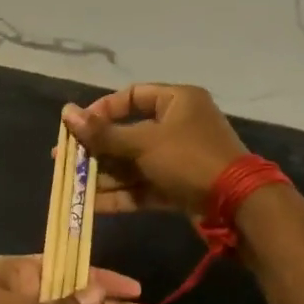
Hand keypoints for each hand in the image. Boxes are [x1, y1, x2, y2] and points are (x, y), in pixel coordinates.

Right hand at [61, 84, 246, 218]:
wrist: (238, 206)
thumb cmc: (189, 159)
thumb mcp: (144, 144)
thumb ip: (104, 133)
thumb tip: (66, 113)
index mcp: (177, 100)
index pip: (131, 96)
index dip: (102, 110)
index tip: (78, 126)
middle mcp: (178, 124)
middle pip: (128, 133)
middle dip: (97, 149)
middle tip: (66, 159)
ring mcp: (179, 158)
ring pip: (134, 163)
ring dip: (105, 174)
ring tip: (72, 184)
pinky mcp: (179, 186)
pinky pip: (144, 186)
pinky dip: (121, 194)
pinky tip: (92, 205)